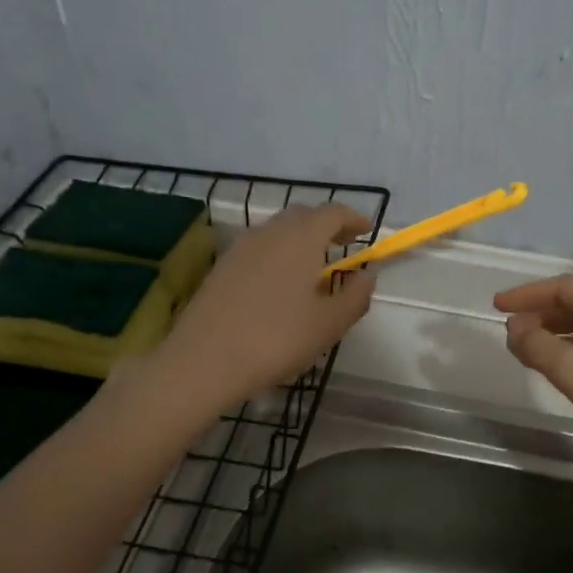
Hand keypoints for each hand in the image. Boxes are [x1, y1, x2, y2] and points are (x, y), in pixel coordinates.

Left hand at [158, 204, 376, 411]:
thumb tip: (367, 275)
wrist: (205, 360)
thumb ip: (355, 296)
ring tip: (313, 266)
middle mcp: (269, 232)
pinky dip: (277, 254)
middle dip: (325, 225)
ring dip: (299, 239)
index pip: (332, 213)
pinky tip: (280, 283)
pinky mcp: (222, 267)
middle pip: (302, 216)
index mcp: (300, 238)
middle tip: (342, 245)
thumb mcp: (329, 324)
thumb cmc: (277, 339)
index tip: (366, 230)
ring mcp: (240, 248)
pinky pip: (258, 249)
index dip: (353, 218)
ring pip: (277, 231)